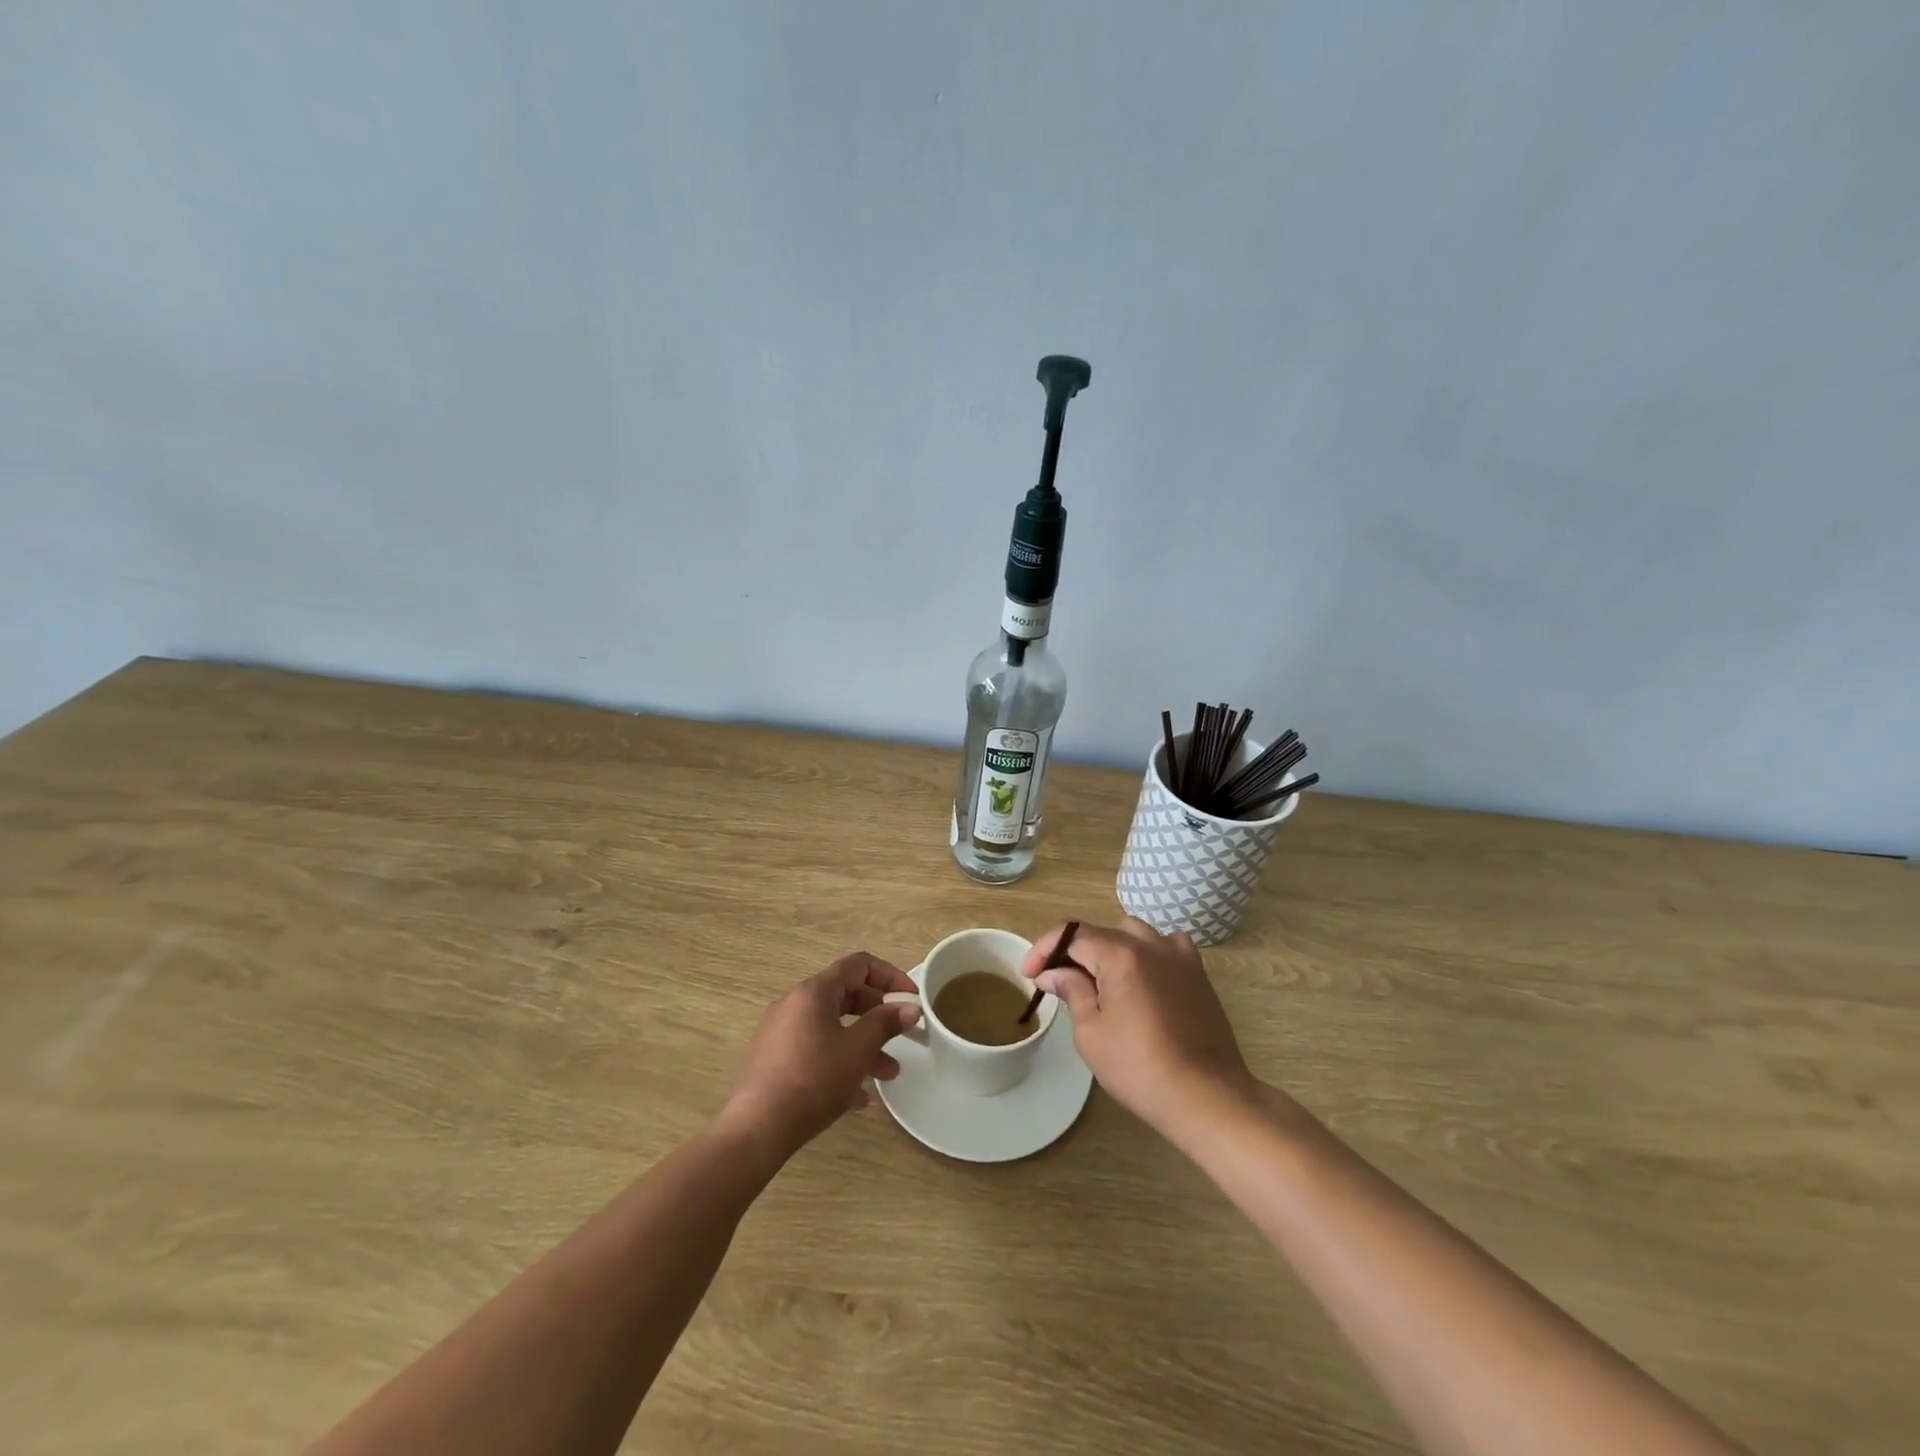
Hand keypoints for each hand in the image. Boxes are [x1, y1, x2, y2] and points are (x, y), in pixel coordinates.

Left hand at [721, 952, 921, 1156]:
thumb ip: (886, 1023)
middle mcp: (794, 1004)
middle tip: (902, 1034)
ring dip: (862, 1044)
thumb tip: (910, 1007)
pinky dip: (839, 1062)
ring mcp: (781, 1033)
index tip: (912, 999)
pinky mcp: (774, 1060)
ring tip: (888, 1073)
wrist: (757, 1129)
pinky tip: (857, 1096)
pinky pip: (815, 1050)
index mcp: (813, 992)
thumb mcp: (858, 1050)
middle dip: (878, 1015)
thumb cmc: (813, 1079)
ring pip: (832, 1027)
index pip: (858, 965)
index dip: (890, 976)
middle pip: (845, 995)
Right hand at [1022, 918, 1254, 1134]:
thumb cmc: (1139, 1068)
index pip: (1072, 934)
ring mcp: (1179, 956)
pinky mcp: (1197, 973)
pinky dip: (1148, 952)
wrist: (1206, 1096)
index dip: (1044, 950)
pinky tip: (1143, 975)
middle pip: (1101, 932)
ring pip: (1134, 933)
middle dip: (1074, 951)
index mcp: (1120, 955)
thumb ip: (1071, 991)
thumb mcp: (1091, 1032)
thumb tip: (1052, 972)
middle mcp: (1150, 944)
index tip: (1029, 974)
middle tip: (1059, 981)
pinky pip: (1167, 945)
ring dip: (1110, 948)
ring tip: (1099, 978)